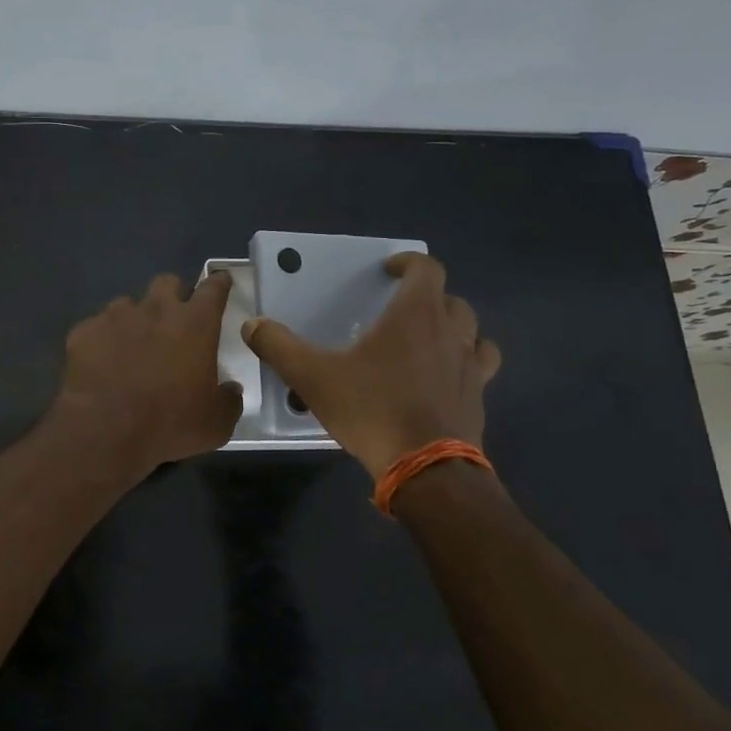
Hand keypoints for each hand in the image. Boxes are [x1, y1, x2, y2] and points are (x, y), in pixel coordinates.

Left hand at [53, 271, 241, 471]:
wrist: (104, 432)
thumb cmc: (169, 424)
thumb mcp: (216, 424)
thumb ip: (229, 400)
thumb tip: (230, 389)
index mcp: (195, 324)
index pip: (213, 288)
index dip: (218, 284)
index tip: (220, 283)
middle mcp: (156, 309)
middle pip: (167, 283)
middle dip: (173, 296)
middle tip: (173, 322)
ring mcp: (115, 317)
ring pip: (128, 304)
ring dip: (135, 319)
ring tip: (132, 347)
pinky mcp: (84, 331)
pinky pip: (97, 327)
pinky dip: (103, 340)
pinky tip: (102, 363)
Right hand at [241, 253, 500, 477]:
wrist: (426, 468)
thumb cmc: (372, 409)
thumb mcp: (313, 377)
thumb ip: (280, 347)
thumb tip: (252, 325)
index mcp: (416, 315)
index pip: (426, 269)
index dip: (409, 262)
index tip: (389, 270)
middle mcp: (450, 333)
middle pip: (452, 299)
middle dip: (429, 298)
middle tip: (401, 311)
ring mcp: (470, 367)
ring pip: (473, 333)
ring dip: (454, 329)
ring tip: (430, 342)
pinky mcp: (478, 399)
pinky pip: (478, 369)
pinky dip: (464, 365)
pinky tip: (443, 382)